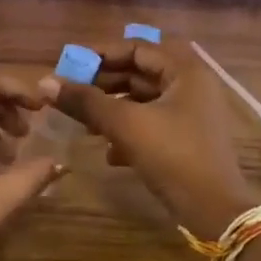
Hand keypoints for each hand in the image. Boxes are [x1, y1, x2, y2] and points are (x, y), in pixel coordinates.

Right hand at [44, 41, 254, 237]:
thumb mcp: (126, 125)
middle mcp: (191, 86)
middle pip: (140, 73)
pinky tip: (109, 153)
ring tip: (83, 124)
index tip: (68, 63)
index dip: (100, 54)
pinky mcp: (187, 140)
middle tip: (70, 92)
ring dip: (112, 109)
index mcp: (185, 71)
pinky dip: (128, 131)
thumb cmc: (174, 157)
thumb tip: (44, 82)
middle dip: (104, 83)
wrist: (216, 212)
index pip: (136, 48)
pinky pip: (151, 124)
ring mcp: (191, 114)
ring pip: (143, 100)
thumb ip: (86, 101)